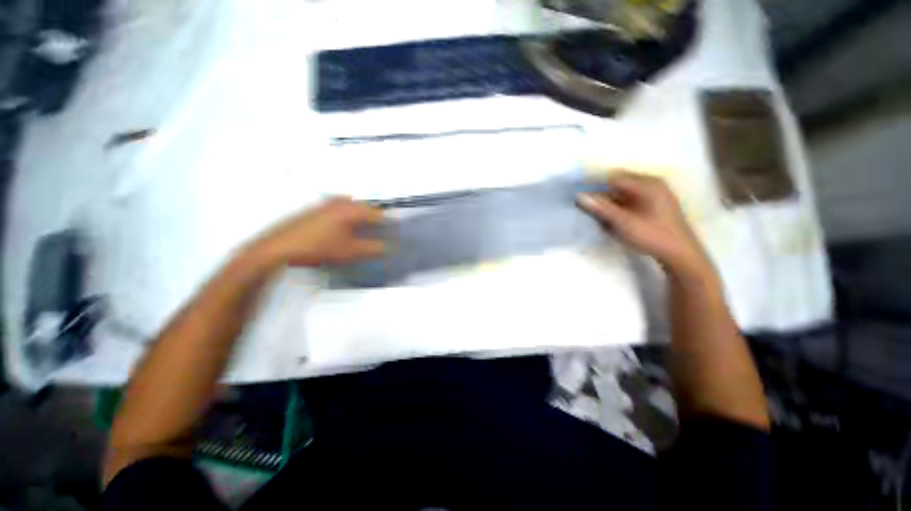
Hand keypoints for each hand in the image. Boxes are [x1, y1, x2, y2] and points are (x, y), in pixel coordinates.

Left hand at [251, 197, 385, 267]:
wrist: (280, 247)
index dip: (387, 224)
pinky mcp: (315, 210)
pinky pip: (339, 209)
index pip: (377, 213)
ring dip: (360, 217)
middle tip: (379, 232)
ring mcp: (326, 204)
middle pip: (365, 207)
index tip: (392, 234)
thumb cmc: (319, 247)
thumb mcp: (350, 251)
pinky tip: (343, 230)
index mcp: (351, 209)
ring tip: (363, 231)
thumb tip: (387, 247)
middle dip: (374, 219)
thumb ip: (372, 248)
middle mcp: (340, 202)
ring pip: (351, 207)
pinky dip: (347, 217)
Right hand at [578, 171, 711, 277]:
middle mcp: (652, 184)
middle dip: (601, 193)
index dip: (594, 183)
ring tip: (597, 213)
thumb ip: (601, 208)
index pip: (613, 177)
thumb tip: (579, 195)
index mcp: (647, 184)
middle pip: (618, 183)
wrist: (680, 254)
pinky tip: (612, 217)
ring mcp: (655, 193)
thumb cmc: (652, 236)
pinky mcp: (654, 204)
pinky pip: (630, 199)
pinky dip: (618, 206)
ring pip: (623, 192)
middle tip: (585, 204)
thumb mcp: (623, 223)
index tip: (578, 192)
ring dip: (608, 201)